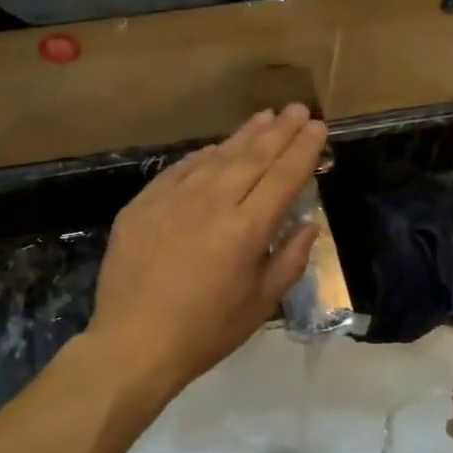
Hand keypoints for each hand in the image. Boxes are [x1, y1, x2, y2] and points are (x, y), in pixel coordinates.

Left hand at [90, 104, 326, 396]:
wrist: (134, 343)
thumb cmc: (206, 332)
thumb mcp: (261, 304)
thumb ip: (289, 260)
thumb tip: (307, 226)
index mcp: (246, 229)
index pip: (283, 176)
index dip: (303, 150)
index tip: (319, 127)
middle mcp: (211, 202)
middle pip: (252, 157)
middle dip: (279, 131)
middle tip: (298, 109)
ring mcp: (173, 199)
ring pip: (216, 156)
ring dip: (243, 135)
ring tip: (264, 117)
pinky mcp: (142, 205)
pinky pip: (179, 170)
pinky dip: (202, 156)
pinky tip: (214, 149)